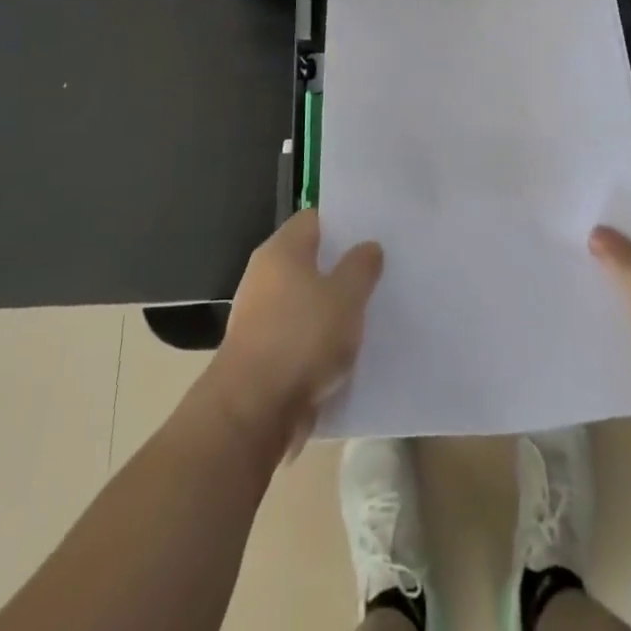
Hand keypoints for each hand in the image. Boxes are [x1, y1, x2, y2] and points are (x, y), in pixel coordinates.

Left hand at [210, 210, 383, 450]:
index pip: (315, 219)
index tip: (372, 233)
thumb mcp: (346, 296)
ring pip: (305, 300)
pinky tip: (344, 351)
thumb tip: (368, 246)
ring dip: (331, 307)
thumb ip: (361, 266)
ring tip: (367, 313)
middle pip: (309, 259)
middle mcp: (264, 275)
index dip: (344, 223)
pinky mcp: (260, 353)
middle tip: (378, 272)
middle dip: (341, 267)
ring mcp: (259, 315)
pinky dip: (318, 340)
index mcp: (282, 250)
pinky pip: (298, 334)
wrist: (252, 412)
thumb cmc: (301, 338)